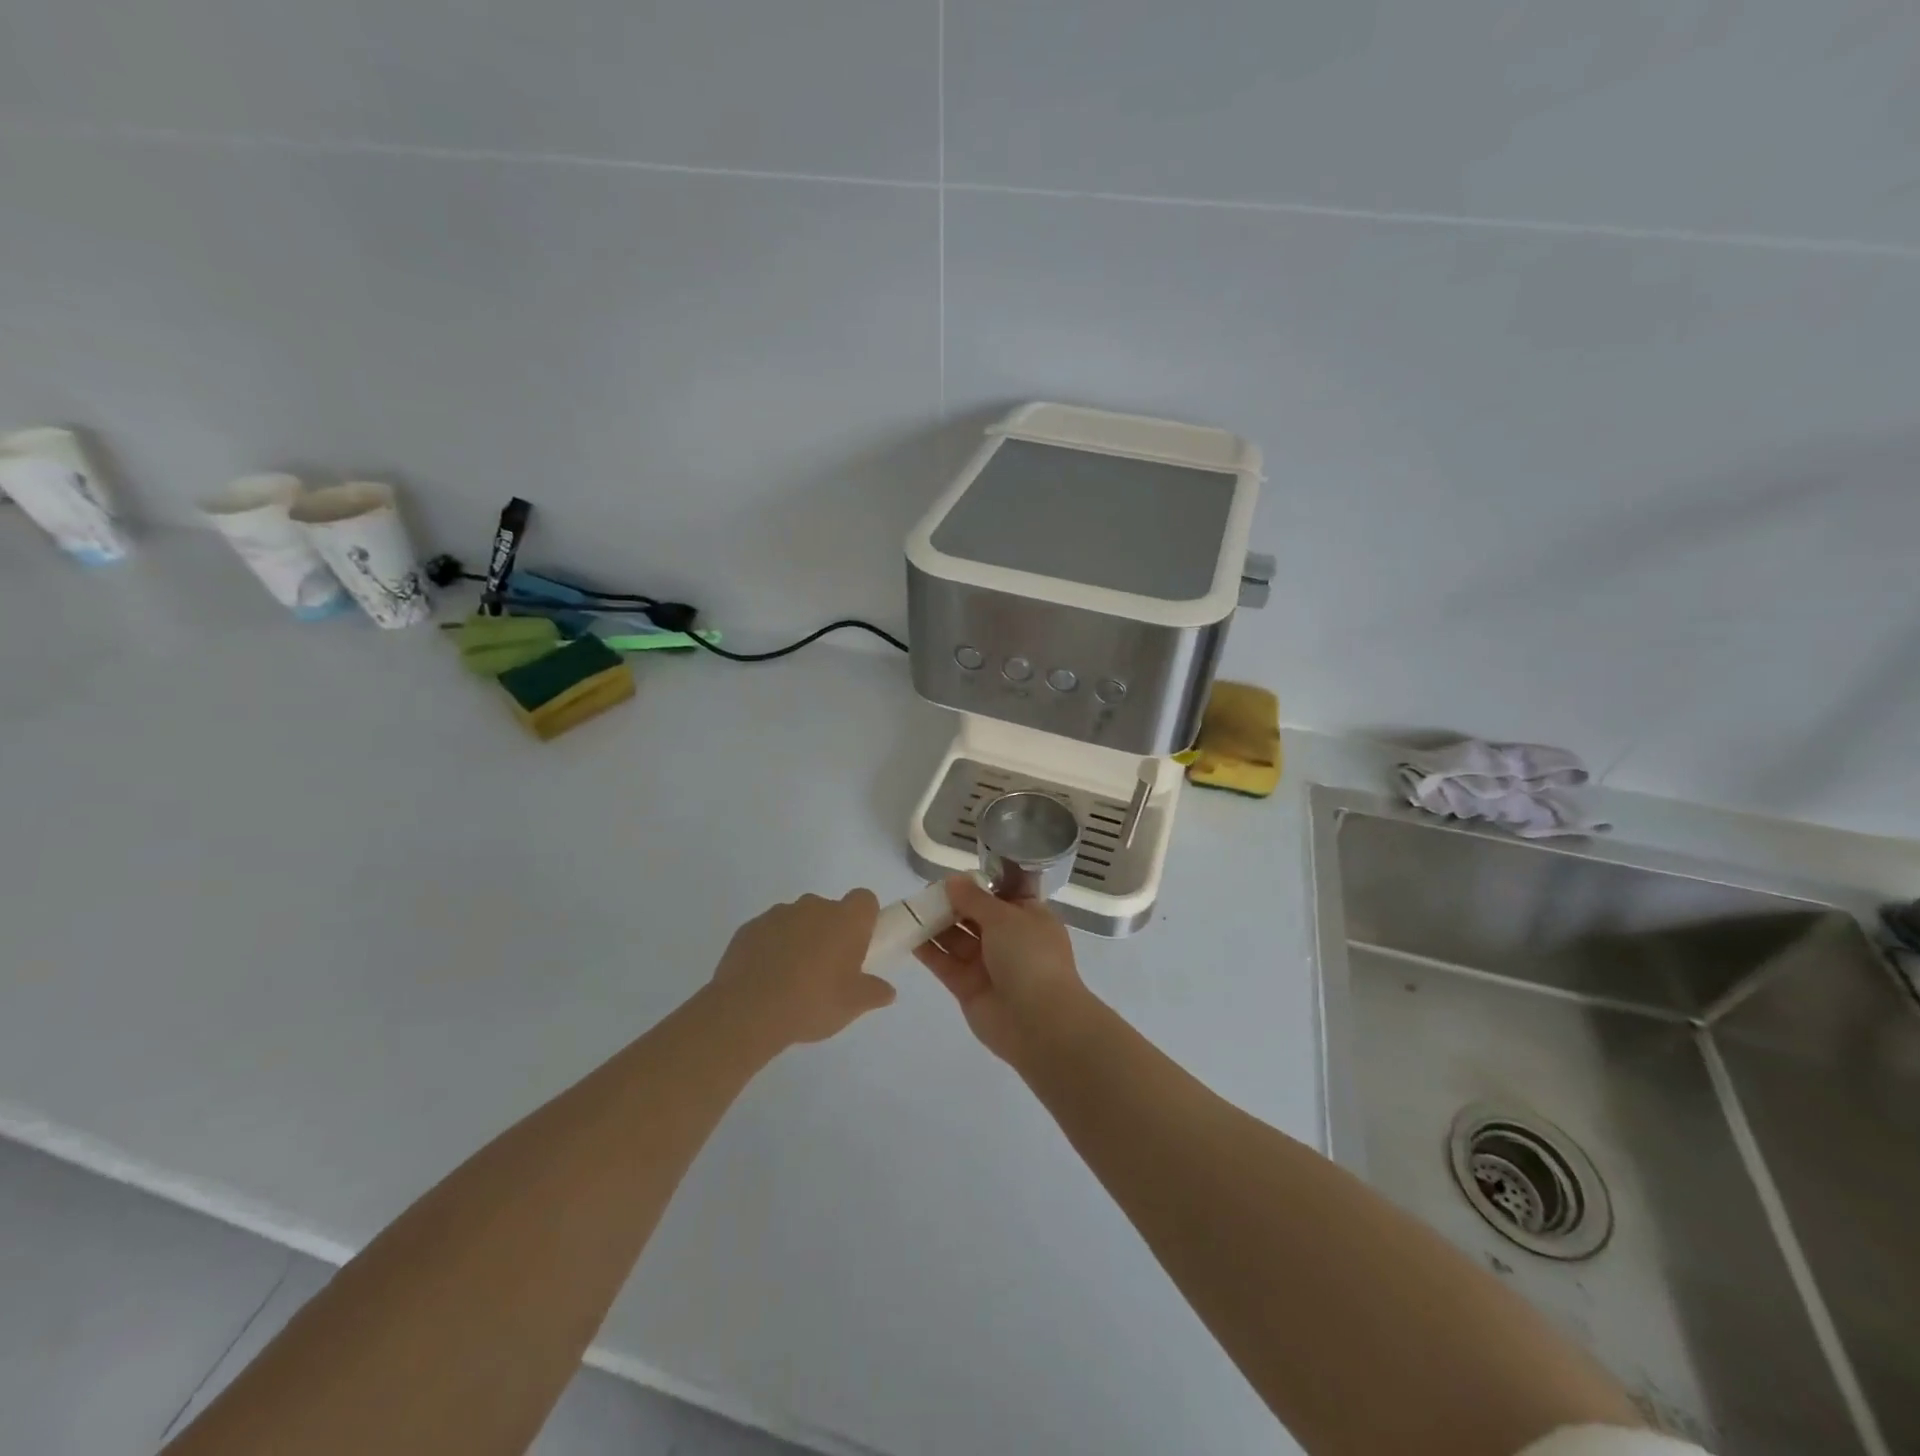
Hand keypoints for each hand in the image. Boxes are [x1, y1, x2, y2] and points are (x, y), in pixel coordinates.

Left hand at [710, 890, 894, 1046]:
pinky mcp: (750, 927)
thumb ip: (874, 993)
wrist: (748, 1010)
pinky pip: (770, 931)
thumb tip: (888, 991)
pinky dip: (772, 946)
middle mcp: (814, 907)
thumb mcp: (853, 1005)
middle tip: (827, 968)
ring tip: (792, 978)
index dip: (864, 918)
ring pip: (798, 919)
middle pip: (830, 910)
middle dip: (830, 932)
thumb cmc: (812, 1002)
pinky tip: (766, 977)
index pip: (864, 899)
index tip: (859, 944)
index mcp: (845, 920)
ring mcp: (778, 913)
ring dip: (800, 938)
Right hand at [914, 876, 1092, 1065]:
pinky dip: (929, 951)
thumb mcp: (1004, 917)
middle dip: (952, 904)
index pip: (1001, 895)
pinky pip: (946, 963)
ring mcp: (988, 964)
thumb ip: (974, 898)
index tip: (951, 877)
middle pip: (975, 916)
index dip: (977, 885)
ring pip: (958, 939)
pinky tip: (908, 935)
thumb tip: (952, 880)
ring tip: (910, 910)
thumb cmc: (1029, 956)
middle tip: (924, 892)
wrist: (1038, 1022)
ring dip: (936, 925)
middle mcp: (1009, 939)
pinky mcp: (968, 987)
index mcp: (1029, 917)